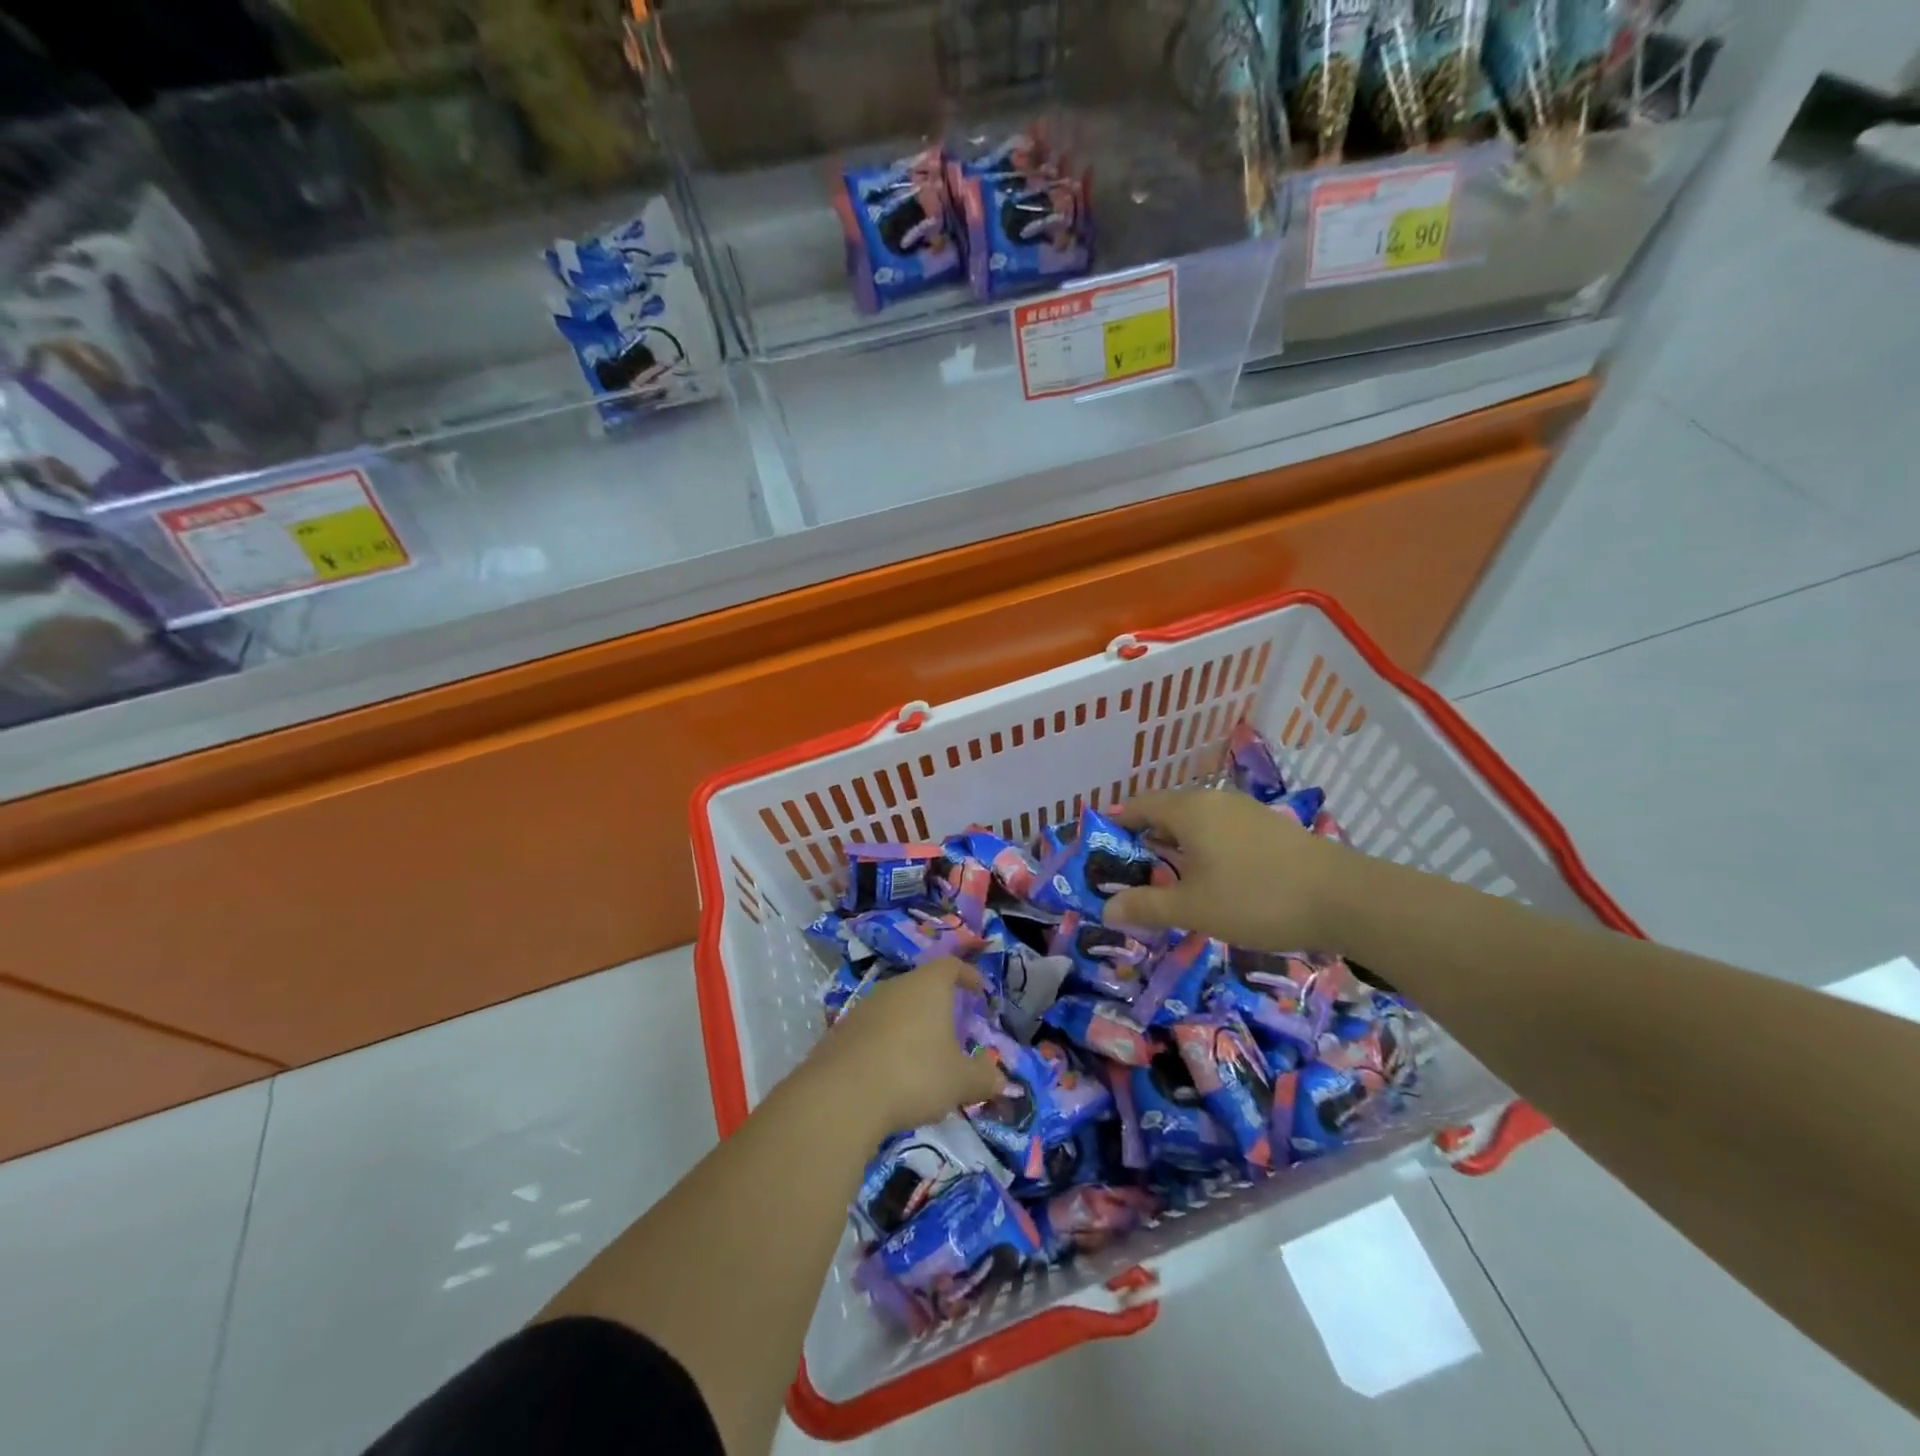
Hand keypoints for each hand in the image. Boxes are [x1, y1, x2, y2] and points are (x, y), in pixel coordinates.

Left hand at [812, 958, 1010, 1134]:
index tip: (979, 990)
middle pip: (921, 985)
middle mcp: (895, 987)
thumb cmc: (914, 1075)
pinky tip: (891, 1070)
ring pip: (895, 1007)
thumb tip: (1001, 1080)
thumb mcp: (960, 1081)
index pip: (951, 965)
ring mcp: (864, 1007)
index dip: (967, 975)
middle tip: (953, 1026)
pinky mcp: (841, 1032)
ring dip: (911, 1024)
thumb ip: (983, 1078)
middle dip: (938, 1003)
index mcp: (928, 986)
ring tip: (923, 1052)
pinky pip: (873, 1029)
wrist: (841, 1096)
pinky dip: (887, 1042)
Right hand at [1103, 789, 1358, 951]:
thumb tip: (1106, 909)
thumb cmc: (1256, 898)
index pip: (1137, 806)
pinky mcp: (1269, 828)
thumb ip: (1146, 906)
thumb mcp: (1193, 908)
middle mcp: (1213, 801)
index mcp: (1188, 810)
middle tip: (1130, 873)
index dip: (1115, 826)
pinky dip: (1204, 849)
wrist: (1344, 898)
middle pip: (1166, 812)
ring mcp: (1245, 811)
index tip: (1100, 850)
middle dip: (1144, 839)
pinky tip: (1211, 879)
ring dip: (1176, 846)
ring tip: (1167, 880)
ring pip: (1196, 823)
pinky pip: (1220, 831)